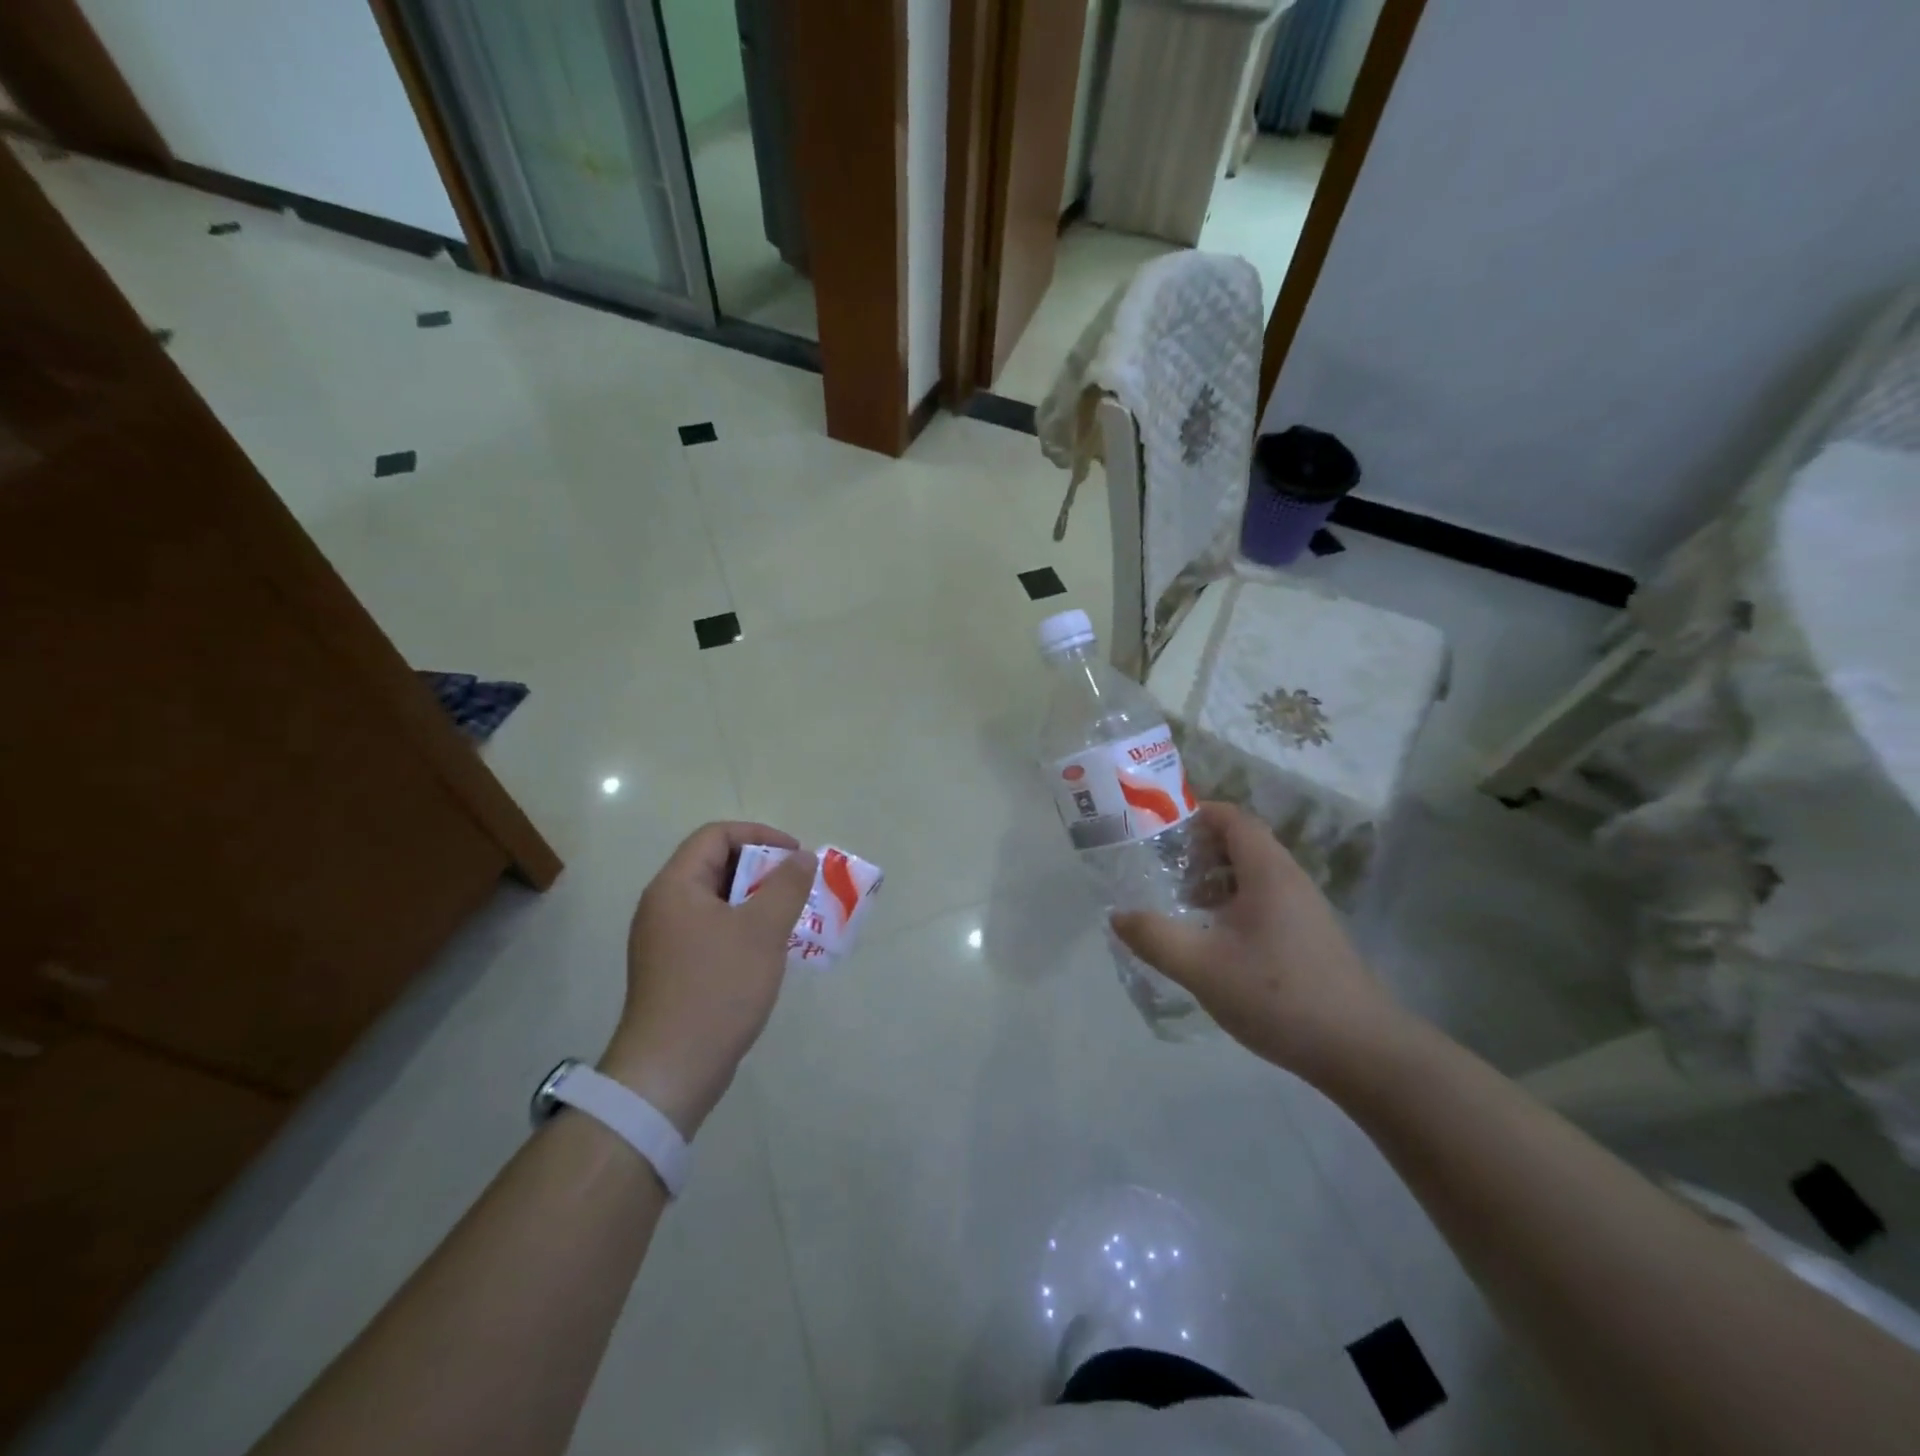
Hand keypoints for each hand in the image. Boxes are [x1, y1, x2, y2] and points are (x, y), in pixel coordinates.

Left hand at [599, 822, 815, 1137]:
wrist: (671, 1070)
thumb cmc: (718, 988)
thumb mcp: (762, 930)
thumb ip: (787, 886)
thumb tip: (801, 857)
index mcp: (675, 886)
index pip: (716, 836)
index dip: (760, 836)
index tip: (795, 856)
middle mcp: (664, 906)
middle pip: (715, 865)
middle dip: (762, 870)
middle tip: (797, 888)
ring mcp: (665, 940)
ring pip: (717, 901)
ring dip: (756, 901)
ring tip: (791, 917)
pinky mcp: (673, 969)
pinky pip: (712, 930)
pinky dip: (742, 928)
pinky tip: (768, 951)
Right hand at [1111, 802, 1399, 1081]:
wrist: (1362, 1051)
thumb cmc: (1279, 996)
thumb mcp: (1203, 967)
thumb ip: (1155, 937)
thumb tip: (1118, 915)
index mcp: (1268, 871)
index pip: (1232, 818)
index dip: (1195, 814)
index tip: (1157, 830)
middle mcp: (1289, 879)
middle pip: (1241, 843)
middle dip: (1198, 850)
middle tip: (1160, 869)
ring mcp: (1304, 909)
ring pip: (1252, 875)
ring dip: (1215, 880)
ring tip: (1181, 904)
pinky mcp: (1309, 937)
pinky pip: (1264, 901)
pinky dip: (1233, 904)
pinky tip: (1214, 940)